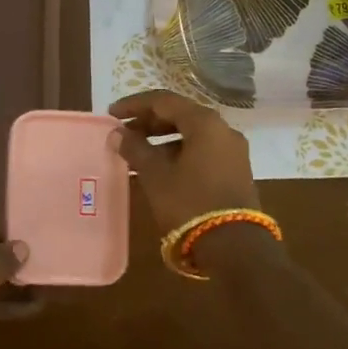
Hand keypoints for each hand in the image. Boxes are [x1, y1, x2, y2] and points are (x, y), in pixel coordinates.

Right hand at [109, 90, 260, 236]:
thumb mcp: (156, 175)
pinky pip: (202, 150)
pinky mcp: (236, 171)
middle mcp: (223, 130)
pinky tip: (160, 168)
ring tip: (138, 152)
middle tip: (124, 132)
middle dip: (149, 121)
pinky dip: (179, 152)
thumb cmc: (190, 203)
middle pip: (180, 115)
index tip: (112, 114)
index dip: (135, 104)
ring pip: (192, 134)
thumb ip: (136, 149)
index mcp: (205, 122)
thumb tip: (118, 133)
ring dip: (163, 139)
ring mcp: (233, 151)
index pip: (164, 101)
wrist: (235, 247)